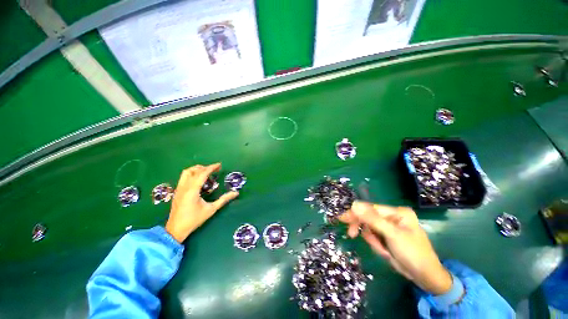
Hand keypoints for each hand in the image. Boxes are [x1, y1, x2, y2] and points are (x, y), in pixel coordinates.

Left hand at [165, 163, 238, 242]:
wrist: (175, 229)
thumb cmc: (194, 220)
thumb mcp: (211, 209)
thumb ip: (224, 200)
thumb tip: (236, 193)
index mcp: (192, 190)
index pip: (202, 173)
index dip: (212, 167)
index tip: (219, 165)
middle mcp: (184, 187)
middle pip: (194, 170)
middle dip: (205, 167)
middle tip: (215, 170)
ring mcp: (179, 189)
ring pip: (186, 172)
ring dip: (197, 169)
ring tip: (206, 173)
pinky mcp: (177, 191)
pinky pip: (184, 177)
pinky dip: (192, 174)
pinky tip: (198, 180)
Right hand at [339, 201, 451, 294]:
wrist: (425, 277)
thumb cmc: (413, 253)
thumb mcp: (392, 235)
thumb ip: (372, 219)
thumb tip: (354, 204)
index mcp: (397, 212)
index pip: (370, 208)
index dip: (356, 213)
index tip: (343, 219)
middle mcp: (392, 217)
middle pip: (368, 217)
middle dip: (362, 227)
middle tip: (351, 234)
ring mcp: (389, 227)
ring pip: (369, 228)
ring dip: (372, 240)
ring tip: (382, 250)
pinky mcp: (387, 236)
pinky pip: (373, 236)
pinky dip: (375, 244)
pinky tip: (385, 252)